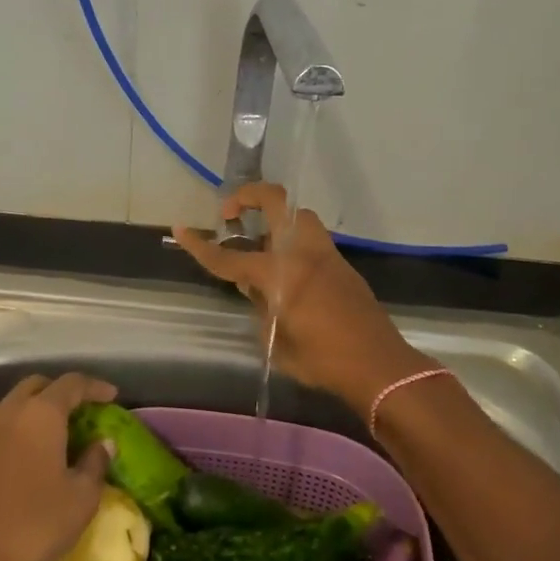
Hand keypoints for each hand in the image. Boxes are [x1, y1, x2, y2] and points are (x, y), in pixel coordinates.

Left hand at [0, 372, 117, 560]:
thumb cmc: (33, 528)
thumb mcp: (81, 499)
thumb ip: (95, 463)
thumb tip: (102, 444)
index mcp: (38, 415)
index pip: (71, 384)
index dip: (94, 387)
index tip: (111, 396)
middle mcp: (2, 415)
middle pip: (33, 388)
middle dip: (57, 394)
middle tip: (77, 412)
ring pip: (5, 413)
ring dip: (27, 419)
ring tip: (43, 445)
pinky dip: (3, 446)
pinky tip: (9, 474)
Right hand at [173, 184, 432, 410]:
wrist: (378, 364)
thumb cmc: (322, 360)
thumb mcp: (276, 340)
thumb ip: (260, 307)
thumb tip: (254, 288)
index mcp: (280, 272)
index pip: (230, 258)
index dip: (201, 247)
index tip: (181, 229)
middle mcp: (302, 251)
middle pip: (275, 201)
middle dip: (248, 196)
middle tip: (231, 213)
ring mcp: (325, 252)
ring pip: (297, 215)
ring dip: (275, 217)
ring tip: (259, 241)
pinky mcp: (340, 262)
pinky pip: (310, 237)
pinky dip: (291, 239)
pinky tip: (285, 266)